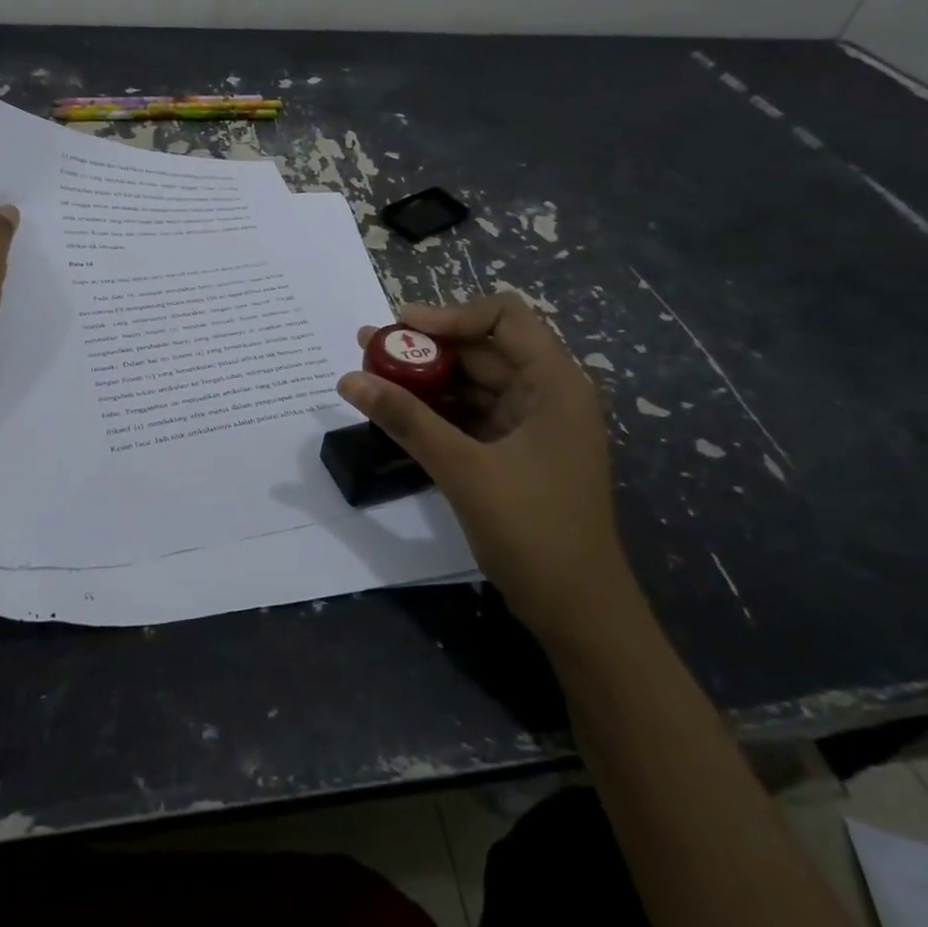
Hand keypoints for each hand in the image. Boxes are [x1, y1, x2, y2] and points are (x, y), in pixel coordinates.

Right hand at [339, 294, 633, 644]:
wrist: (578, 613)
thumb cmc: (533, 531)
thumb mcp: (463, 469)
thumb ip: (406, 419)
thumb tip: (348, 379)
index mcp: (554, 383)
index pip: (505, 316)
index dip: (451, 313)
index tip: (401, 326)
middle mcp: (548, 394)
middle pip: (483, 350)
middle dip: (427, 348)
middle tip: (369, 349)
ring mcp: (533, 426)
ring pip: (474, 385)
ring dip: (427, 380)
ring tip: (373, 376)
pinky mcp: (517, 454)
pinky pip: (473, 416)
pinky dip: (438, 412)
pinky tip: (398, 414)